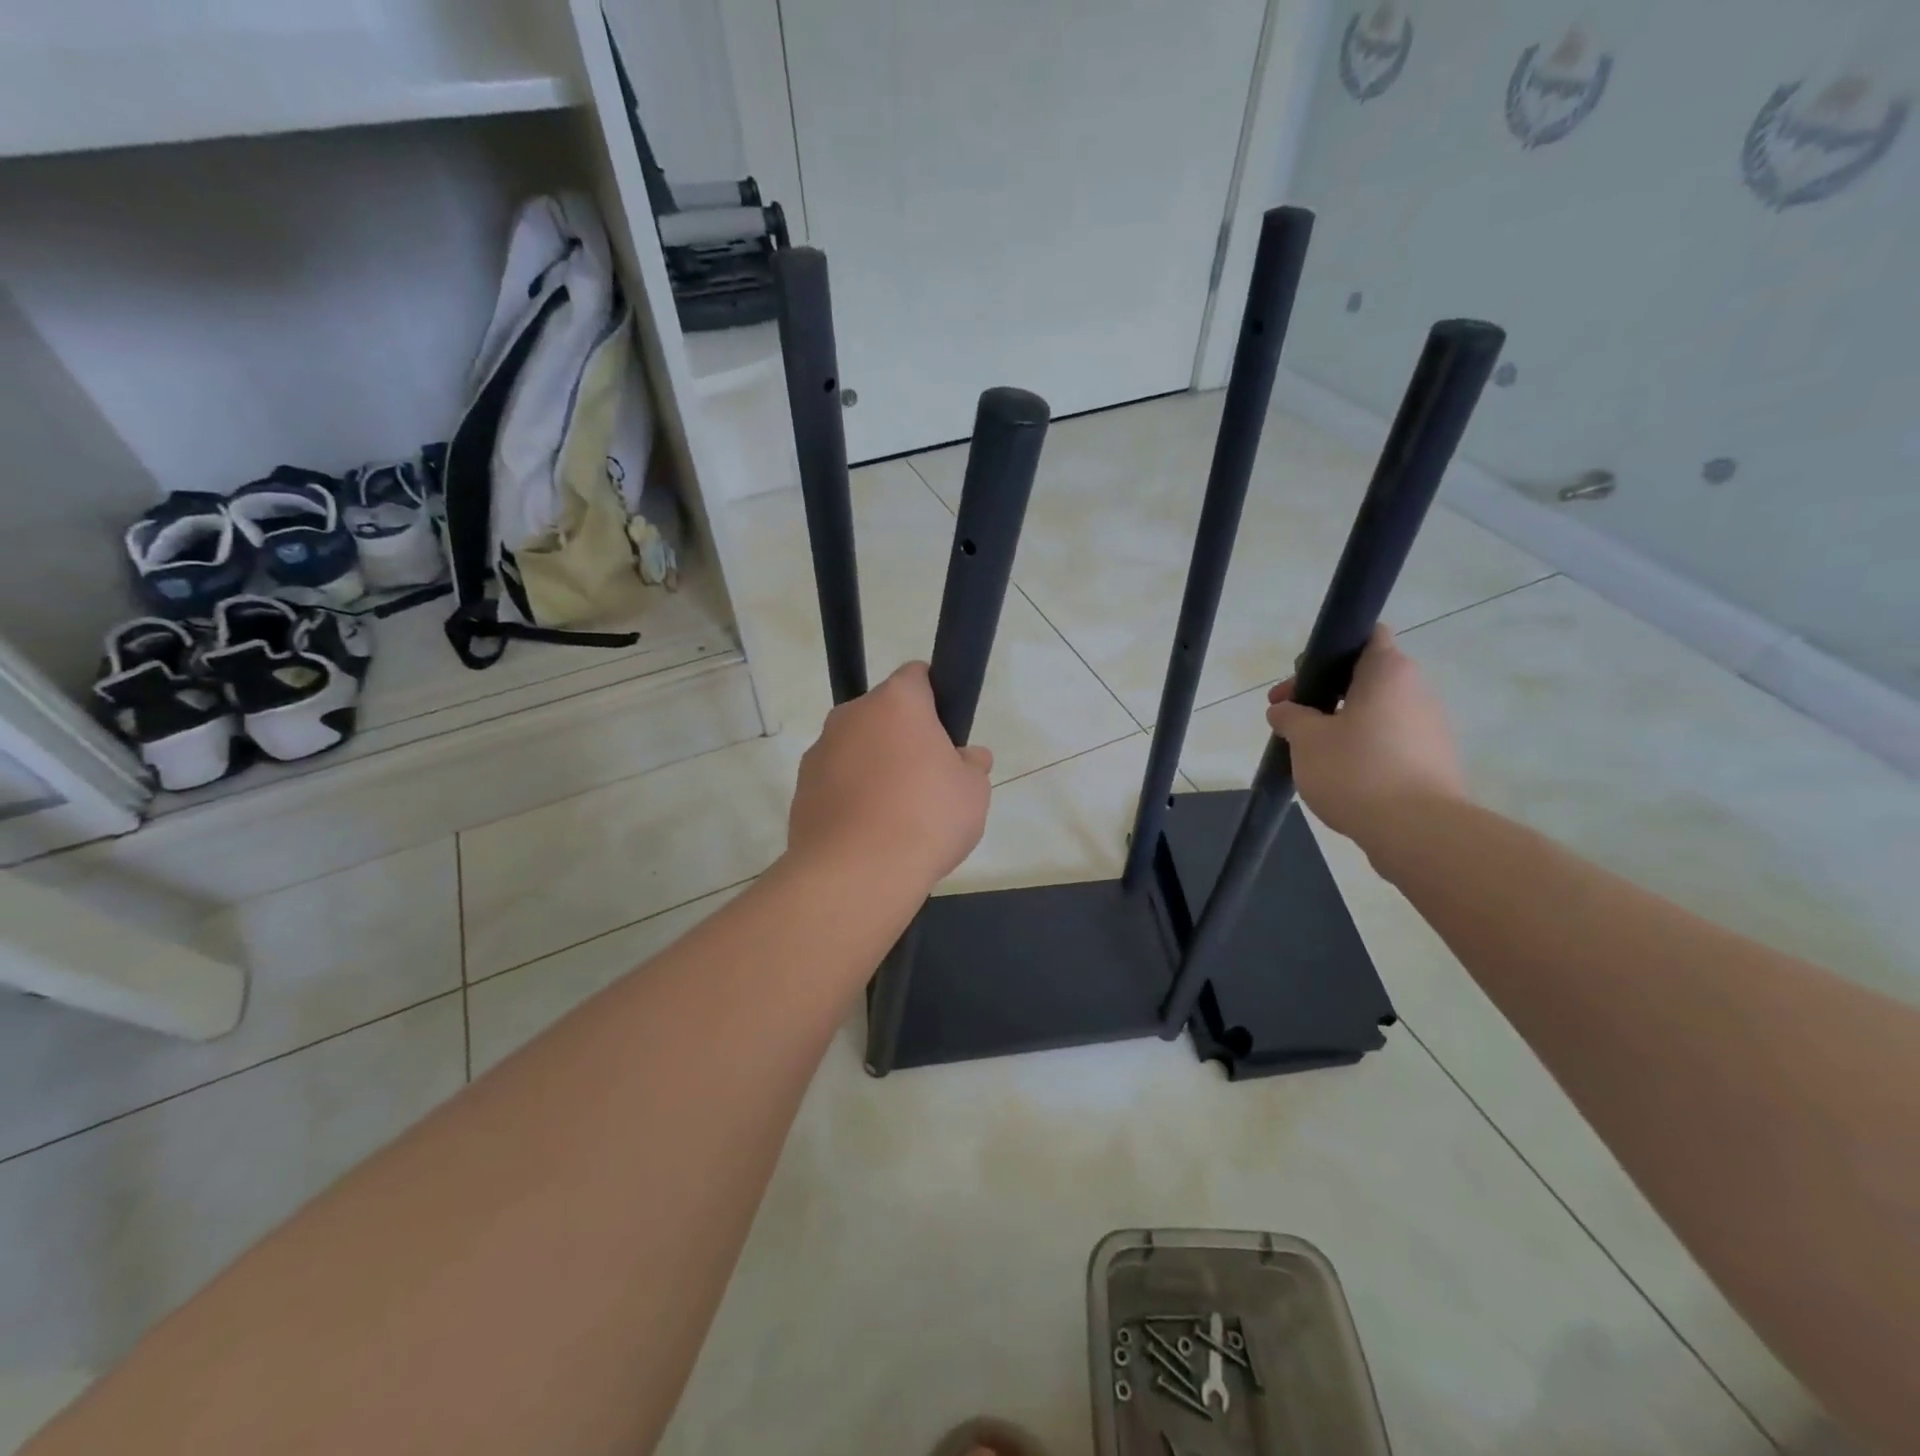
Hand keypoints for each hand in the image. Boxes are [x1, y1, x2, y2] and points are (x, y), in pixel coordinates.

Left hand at [788, 661, 993, 892]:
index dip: (933, 697)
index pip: (916, 675)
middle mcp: (851, 715)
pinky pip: (835, 780)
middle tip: (928, 778)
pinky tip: (868, 831)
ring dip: (874, 766)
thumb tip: (969, 758)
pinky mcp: (800, 787)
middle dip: (903, 736)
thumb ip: (972, 766)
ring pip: (856, 747)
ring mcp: (820, 750)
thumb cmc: (926, 818)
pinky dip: (850, 795)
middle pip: (883, 713)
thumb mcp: (973, 792)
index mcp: (897, 702)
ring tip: (895, 814)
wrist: (855, 872)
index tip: (944, 731)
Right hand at [1266, 625, 1465, 852]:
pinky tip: (1339, 775)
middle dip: (1326, 694)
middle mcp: (1418, 691)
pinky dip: (1364, 749)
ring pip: (1378, 712)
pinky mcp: (1434, 761)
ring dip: (1343, 723)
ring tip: (1310, 752)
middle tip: (1290, 719)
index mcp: (1388, 672)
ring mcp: (1431, 728)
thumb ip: (1290, 717)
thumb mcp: (1306, 739)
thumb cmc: (1356, 770)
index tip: (1305, 678)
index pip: (1367, 635)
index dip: (1332, 649)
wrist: (1418, 831)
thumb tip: (1283, 710)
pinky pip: (1391, 742)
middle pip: (1367, 677)